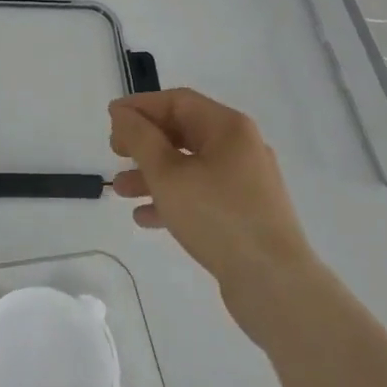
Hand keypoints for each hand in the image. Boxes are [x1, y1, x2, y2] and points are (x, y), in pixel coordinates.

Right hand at [110, 88, 316, 334]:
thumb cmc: (217, 217)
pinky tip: (146, 217)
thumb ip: (140, 138)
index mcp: (228, 128)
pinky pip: (203, 194)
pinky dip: (174, 198)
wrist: (275, 285)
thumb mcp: (168, 174)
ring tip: (121, 191)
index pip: (177, 101)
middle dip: (145, 142)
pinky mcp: (247, 213)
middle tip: (114, 153)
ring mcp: (247, 182)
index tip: (111, 120)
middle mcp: (241, 147)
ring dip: (153, 173)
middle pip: (184, 132)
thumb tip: (122, 113)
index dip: (141, 106)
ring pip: (191, 166)